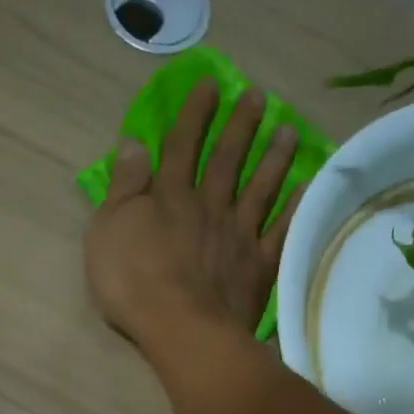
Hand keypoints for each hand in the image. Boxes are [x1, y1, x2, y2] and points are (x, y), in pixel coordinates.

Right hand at [84, 80, 304, 349]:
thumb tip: (133, 143)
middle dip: (241, 126)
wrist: (181, 329)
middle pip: (226, 160)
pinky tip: (306, 188)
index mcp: (169, 197)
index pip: (182, 146)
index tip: (211, 84)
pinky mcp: (258, 266)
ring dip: (273, 158)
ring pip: (259, 189)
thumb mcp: (107, 230)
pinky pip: (280, 231)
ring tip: (288, 130)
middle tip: (259, 97)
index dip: (195, 114)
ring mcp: (238, 236)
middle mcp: (209, 207)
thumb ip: (123, 186)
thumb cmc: (133, 282)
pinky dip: (294, 208)